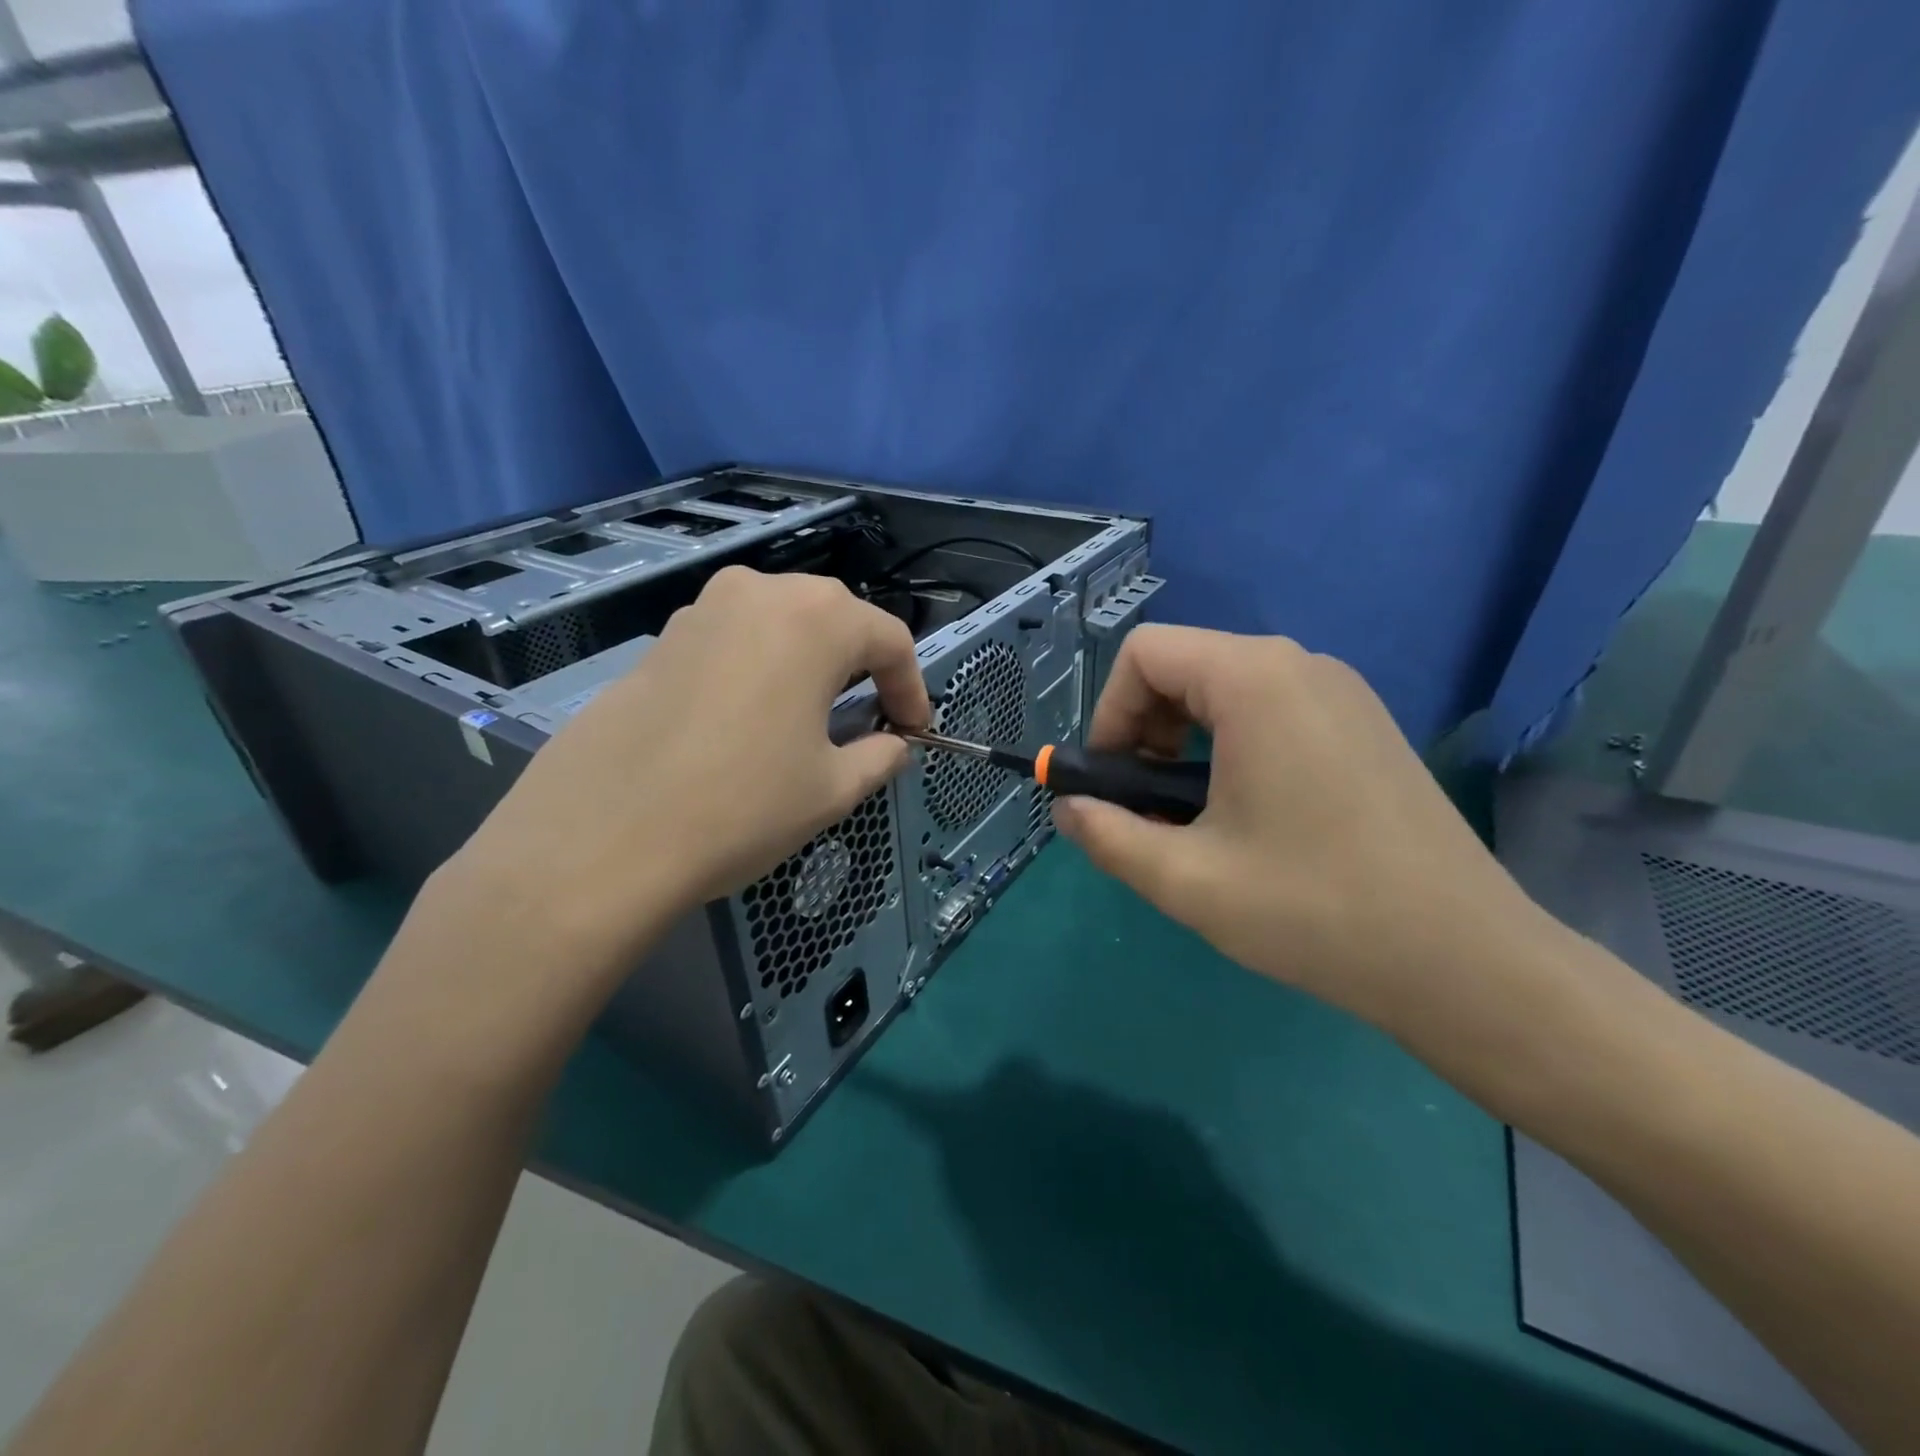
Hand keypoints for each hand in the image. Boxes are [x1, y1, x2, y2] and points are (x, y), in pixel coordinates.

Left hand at [451, 568, 929, 978]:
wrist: (601, 839)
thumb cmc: (741, 806)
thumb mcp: (832, 789)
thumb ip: (879, 757)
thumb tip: (894, 745)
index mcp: (815, 619)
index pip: (889, 639)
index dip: (912, 687)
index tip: (914, 730)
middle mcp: (759, 594)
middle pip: (834, 618)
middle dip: (863, 665)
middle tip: (870, 716)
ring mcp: (700, 610)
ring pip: (779, 624)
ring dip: (808, 663)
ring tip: (811, 716)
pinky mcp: (659, 640)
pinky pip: (732, 641)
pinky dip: (758, 669)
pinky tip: (748, 720)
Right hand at [1052, 625, 1554, 1033]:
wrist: (1465, 961)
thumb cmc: (1314, 910)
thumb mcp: (1185, 880)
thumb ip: (1107, 835)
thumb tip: (1067, 807)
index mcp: (1254, 681)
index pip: (1145, 653)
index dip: (1109, 712)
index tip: (1112, 781)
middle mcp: (1301, 664)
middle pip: (1185, 665)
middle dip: (1144, 728)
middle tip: (1147, 804)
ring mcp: (1342, 692)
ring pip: (1227, 688)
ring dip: (1185, 741)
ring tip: (1194, 815)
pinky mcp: (1364, 724)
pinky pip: (1272, 708)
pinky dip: (1232, 744)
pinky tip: (1249, 813)